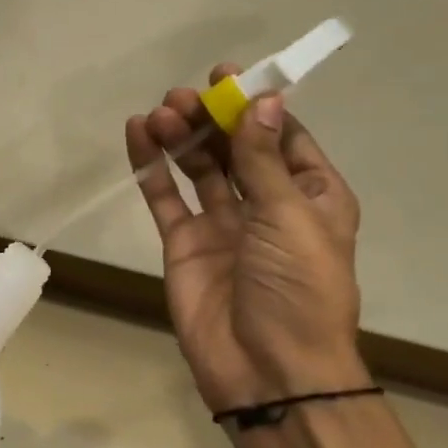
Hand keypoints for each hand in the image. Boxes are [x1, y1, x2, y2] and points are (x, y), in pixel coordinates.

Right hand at [127, 68, 367, 410]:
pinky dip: (151, 167)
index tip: (228, 77)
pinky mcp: (184, 245)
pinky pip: (165, 198)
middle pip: (235, 148)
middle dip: (212, 118)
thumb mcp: (291, 216)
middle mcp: (266, 206)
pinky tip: (137, 135)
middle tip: (184, 96)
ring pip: (198, 168)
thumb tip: (263, 99)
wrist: (269, 370)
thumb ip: (264, 159)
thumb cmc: (299, 288)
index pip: (283, 138)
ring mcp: (222, 226)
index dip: (256, 107)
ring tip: (160, 112)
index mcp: (310, 196)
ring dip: (181, 136)